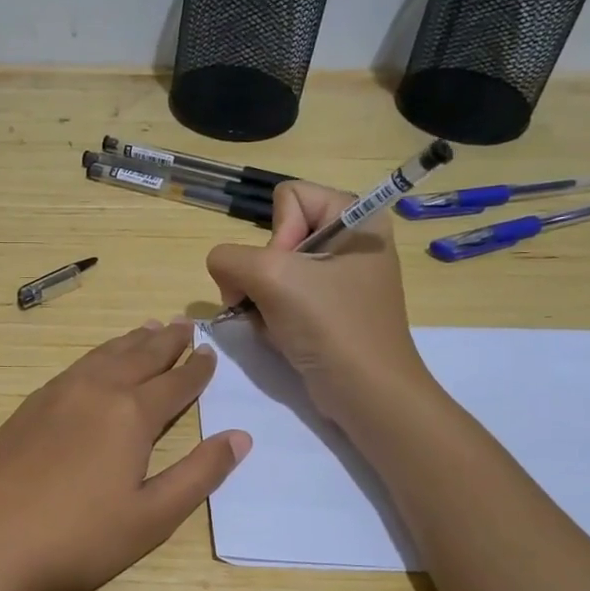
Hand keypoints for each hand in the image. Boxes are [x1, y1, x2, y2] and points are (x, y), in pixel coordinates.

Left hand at [0, 319, 250, 590]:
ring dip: (129, 342)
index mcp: (130, 414)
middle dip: (166, 342)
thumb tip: (241, 436)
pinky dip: (96, 358)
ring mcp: (53, 396)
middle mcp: (94, 391)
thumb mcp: (153, 517)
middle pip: (138, 357)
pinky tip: (95, 366)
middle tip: (185, 325)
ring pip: (102, 357)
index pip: (174, 383)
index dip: (197, 370)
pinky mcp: (25, 409)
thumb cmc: (78, 542)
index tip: (211, 354)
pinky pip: (73, 369)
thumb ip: (199, 473)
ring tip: (147, 329)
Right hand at [206, 181, 427, 424]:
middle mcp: (351, 241)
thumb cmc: (330, 325)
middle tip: (275, 302)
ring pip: (273, 269)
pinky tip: (282, 335)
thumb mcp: (272, 277)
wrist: (366, 393)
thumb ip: (229, 258)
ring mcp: (340, 278)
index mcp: (356, 218)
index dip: (276, 233)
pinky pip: (283, 296)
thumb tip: (223, 271)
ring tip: (278, 323)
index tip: (286, 272)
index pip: (288, 197)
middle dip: (264, 272)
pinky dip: (272, 315)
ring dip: (263, 298)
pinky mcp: (329, 309)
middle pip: (277, 235)